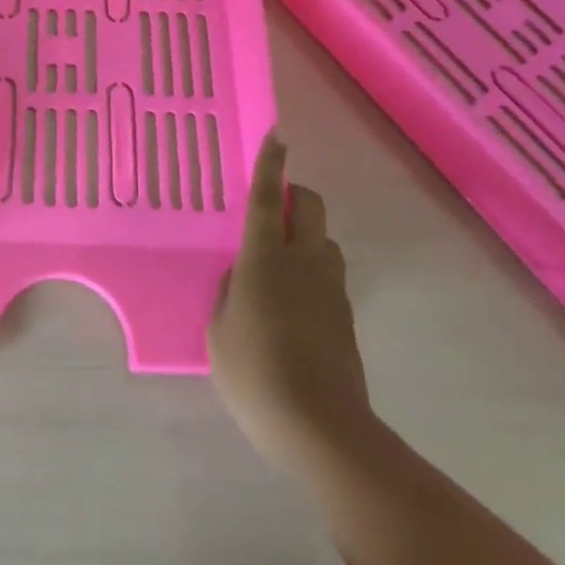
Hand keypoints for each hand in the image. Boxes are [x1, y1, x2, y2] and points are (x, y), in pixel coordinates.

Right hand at [209, 134, 374, 473]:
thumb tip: (239, 277)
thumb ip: (226, 293)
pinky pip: (331, 275)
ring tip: (283, 261)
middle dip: (297, 195)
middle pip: (311, 207)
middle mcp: (303, 261)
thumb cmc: (254, 373)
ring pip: (327, 240)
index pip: (268, 198)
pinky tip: (294, 303)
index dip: (271, 165)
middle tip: (274, 208)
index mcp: (265, 258)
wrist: (320, 429)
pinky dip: (315, 272)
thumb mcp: (217, 331)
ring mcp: (331, 289)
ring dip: (309, 235)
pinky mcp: (346, 317)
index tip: (277, 135)